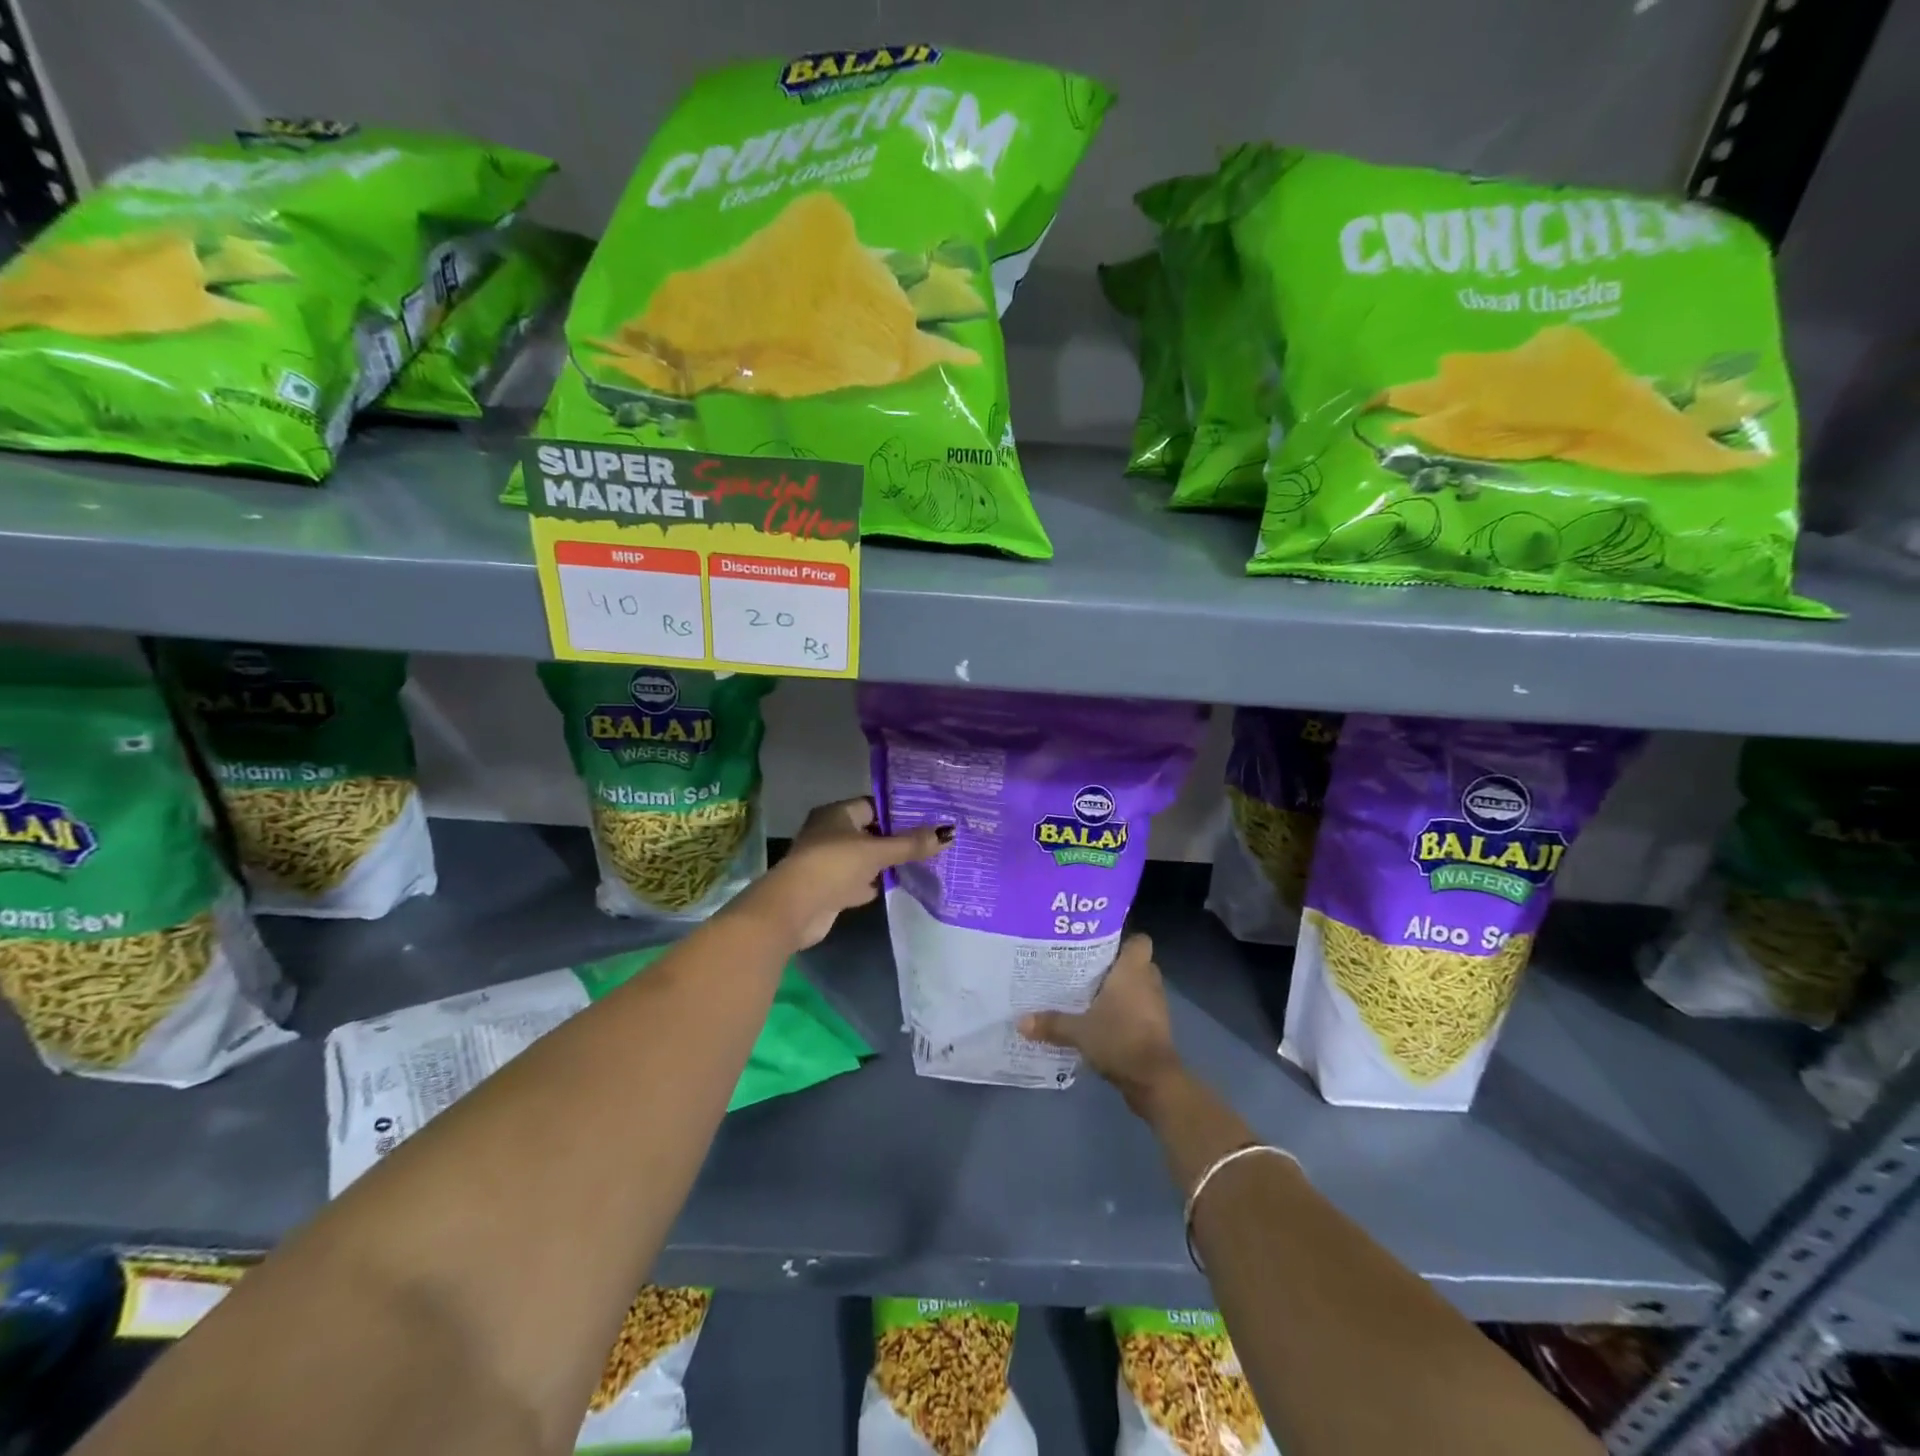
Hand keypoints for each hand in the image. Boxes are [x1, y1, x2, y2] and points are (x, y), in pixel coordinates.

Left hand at [748, 797, 947, 949]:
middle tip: (930, 840)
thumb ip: (910, 845)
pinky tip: (896, 885)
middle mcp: (830, 834)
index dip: (898, 810)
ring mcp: (828, 863)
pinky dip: (874, 883)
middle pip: (869, 832)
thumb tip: (949, 833)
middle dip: (895, 838)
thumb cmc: (833, 866)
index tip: (928, 816)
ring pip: (864, 858)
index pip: (873, 805)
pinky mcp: (829, 889)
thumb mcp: (876, 852)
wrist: (794, 909)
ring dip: (885, 863)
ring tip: (921, 862)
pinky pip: (858, 881)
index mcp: (836, 814)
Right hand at [1020, 934, 1183, 1113]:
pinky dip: (1125, 1013)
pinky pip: (1139, 1010)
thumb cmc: (1119, 1039)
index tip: (1100, 943)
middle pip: (1136, 964)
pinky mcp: (1155, 1029)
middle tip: (1086, 968)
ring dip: (1120, 991)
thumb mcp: (1079, 1031)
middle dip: (1115, 966)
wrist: (1154, 1081)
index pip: (1139, 941)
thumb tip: (1020, 1021)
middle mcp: (1148, 983)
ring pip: (1138, 988)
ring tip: (1089, 993)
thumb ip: (1051, 1023)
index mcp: (1133, 971)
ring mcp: (1155, 1007)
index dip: (1124, 939)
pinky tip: (1101, 1020)